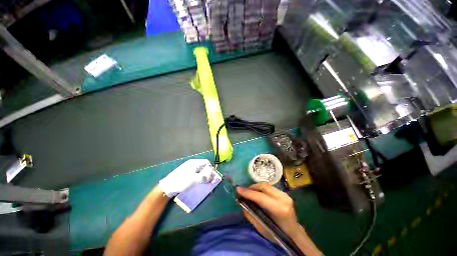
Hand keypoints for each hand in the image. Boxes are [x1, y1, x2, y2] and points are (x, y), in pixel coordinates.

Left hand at [159, 159, 213, 196]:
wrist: (167, 187)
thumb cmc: (181, 181)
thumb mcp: (194, 179)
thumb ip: (204, 177)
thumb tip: (212, 176)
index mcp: (194, 163)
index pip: (206, 162)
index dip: (210, 168)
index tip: (212, 175)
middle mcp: (192, 165)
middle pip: (203, 167)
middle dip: (208, 173)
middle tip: (210, 181)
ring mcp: (189, 170)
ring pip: (200, 172)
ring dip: (204, 177)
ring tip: (205, 183)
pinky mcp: (187, 175)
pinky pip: (196, 175)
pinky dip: (199, 179)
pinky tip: (199, 184)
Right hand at [236, 183, 299, 239]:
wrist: (294, 233)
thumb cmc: (278, 234)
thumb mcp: (262, 229)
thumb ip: (251, 215)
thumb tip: (241, 203)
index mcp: (279, 209)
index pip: (261, 197)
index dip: (248, 193)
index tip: (238, 189)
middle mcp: (283, 198)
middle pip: (264, 187)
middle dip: (252, 187)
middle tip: (244, 191)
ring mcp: (285, 194)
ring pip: (266, 185)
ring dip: (256, 187)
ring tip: (250, 192)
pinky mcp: (284, 193)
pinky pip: (269, 187)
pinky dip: (261, 188)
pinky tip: (257, 193)